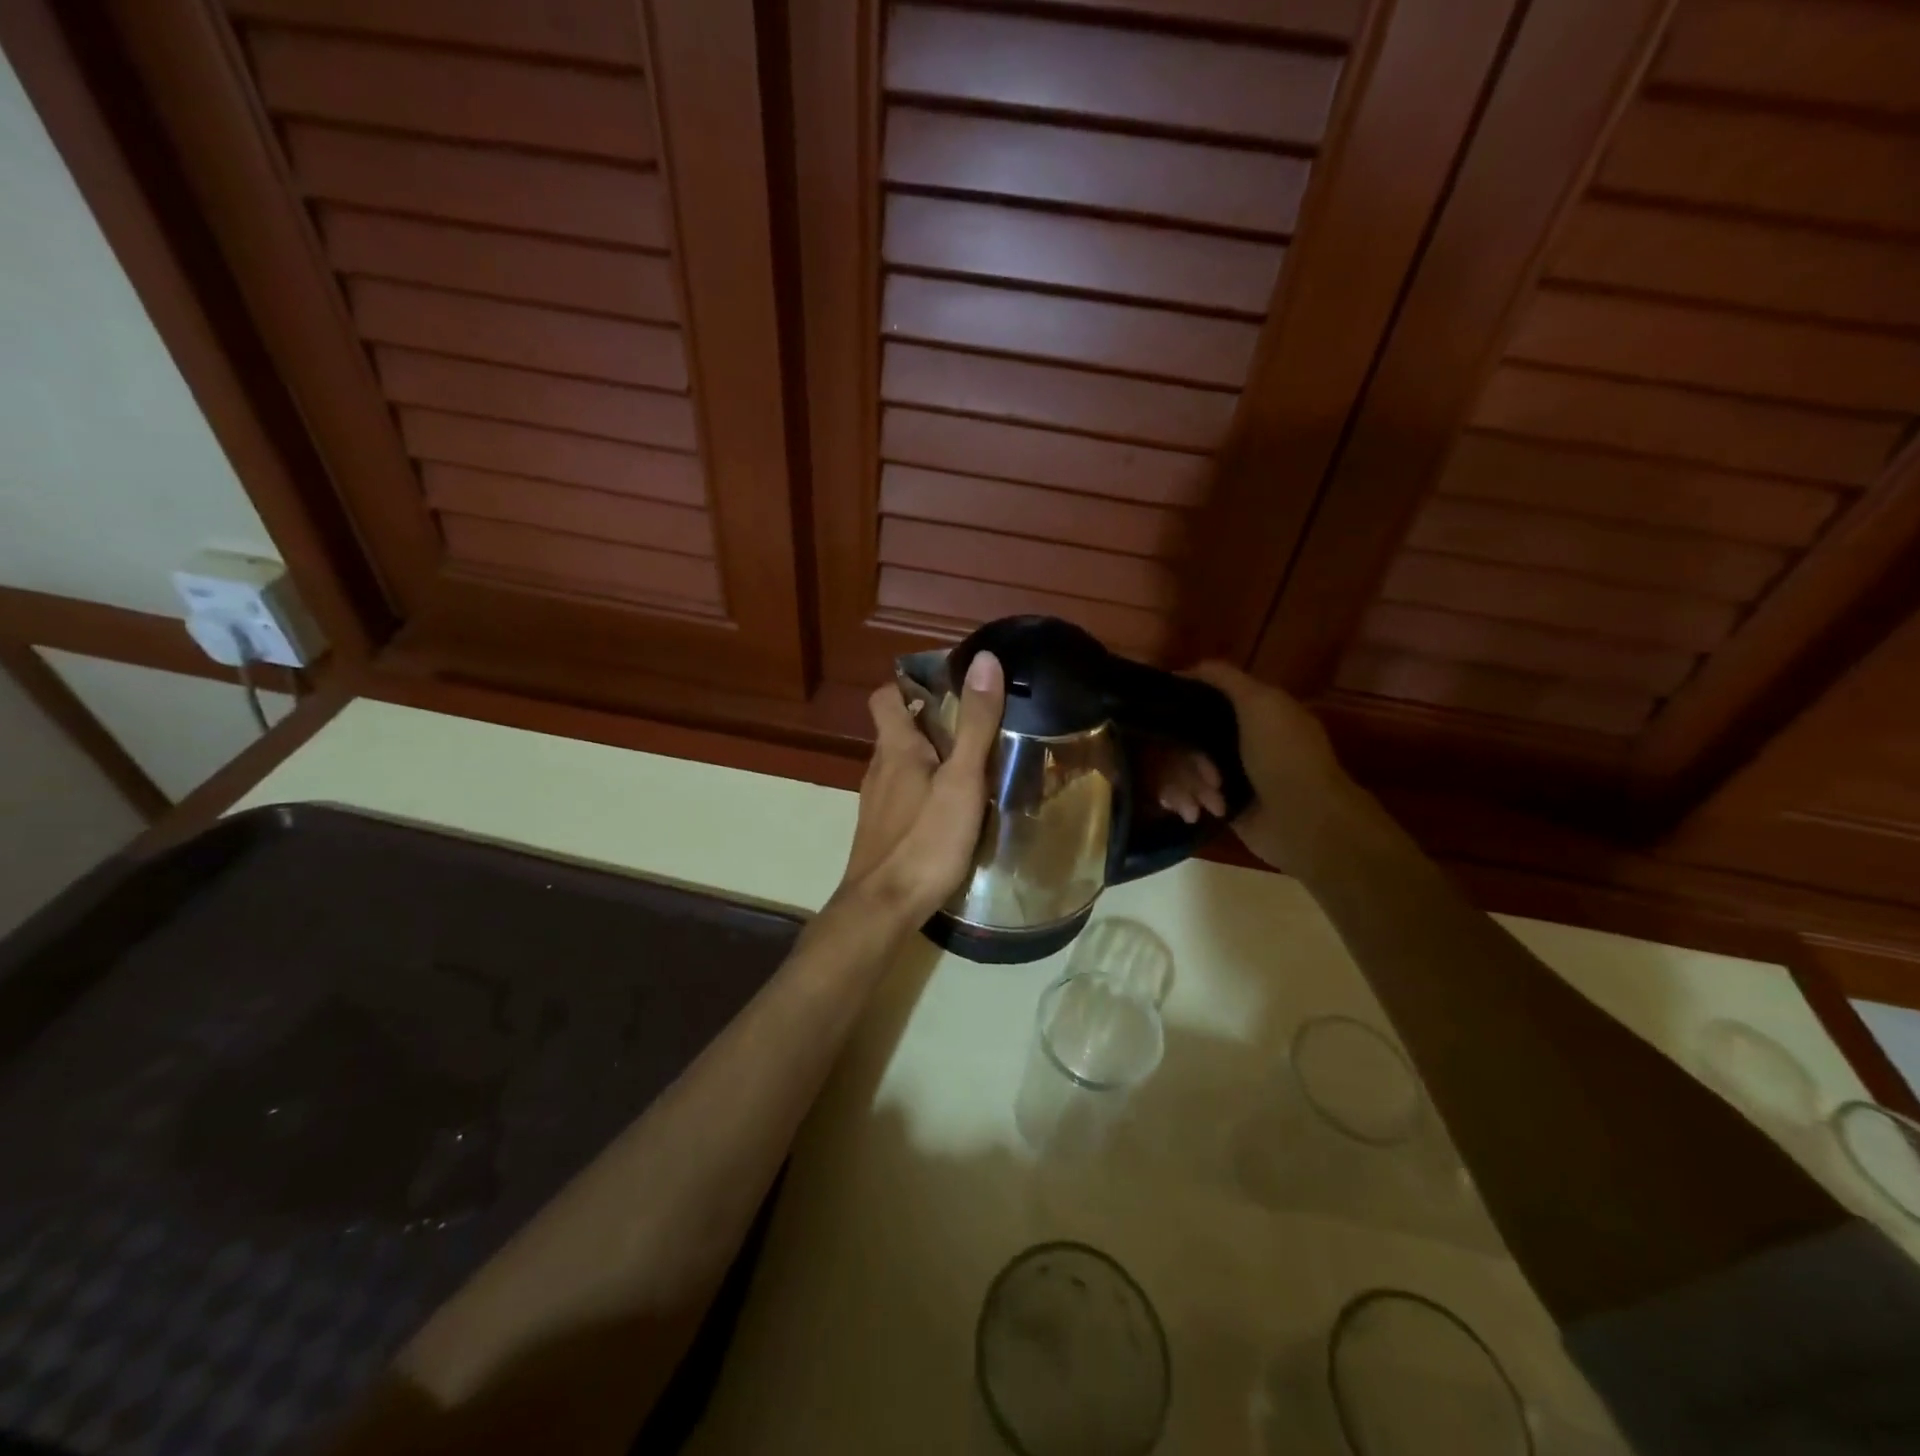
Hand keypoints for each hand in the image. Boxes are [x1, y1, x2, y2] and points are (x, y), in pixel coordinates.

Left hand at [837, 651, 1005, 928]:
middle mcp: (878, 769)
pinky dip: (925, 790)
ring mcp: (876, 803)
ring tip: (972, 765)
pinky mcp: (881, 831)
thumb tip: (985, 659)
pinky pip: (903, 795)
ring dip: (931, 757)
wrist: (883, 908)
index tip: (950, 684)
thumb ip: (974, 723)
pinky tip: (951, 809)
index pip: (887, 696)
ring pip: (901, 765)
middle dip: (932, 721)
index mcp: (895, 748)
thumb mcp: (961, 779)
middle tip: (976, 725)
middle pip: (898, 730)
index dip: (911, 684)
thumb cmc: (925, 840)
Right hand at [1160, 662, 1360, 872]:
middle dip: (1186, 759)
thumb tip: (1183, 669)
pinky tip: (1196, 813)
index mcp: (1250, 710)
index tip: (1162, 716)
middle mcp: (1235, 738)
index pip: (1201, 699)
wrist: (1303, 821)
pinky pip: (1182, 793)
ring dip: (1188, 784)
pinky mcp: (1217, 802)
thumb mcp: (1260, 702)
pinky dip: (1185, 801)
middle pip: (1183, 736)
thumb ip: (1224, 678)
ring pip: (1178, 766)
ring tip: (1210, 802)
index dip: (1181, 706)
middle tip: (1208, 775)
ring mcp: (1225, 772)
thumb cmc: (1284, 756)